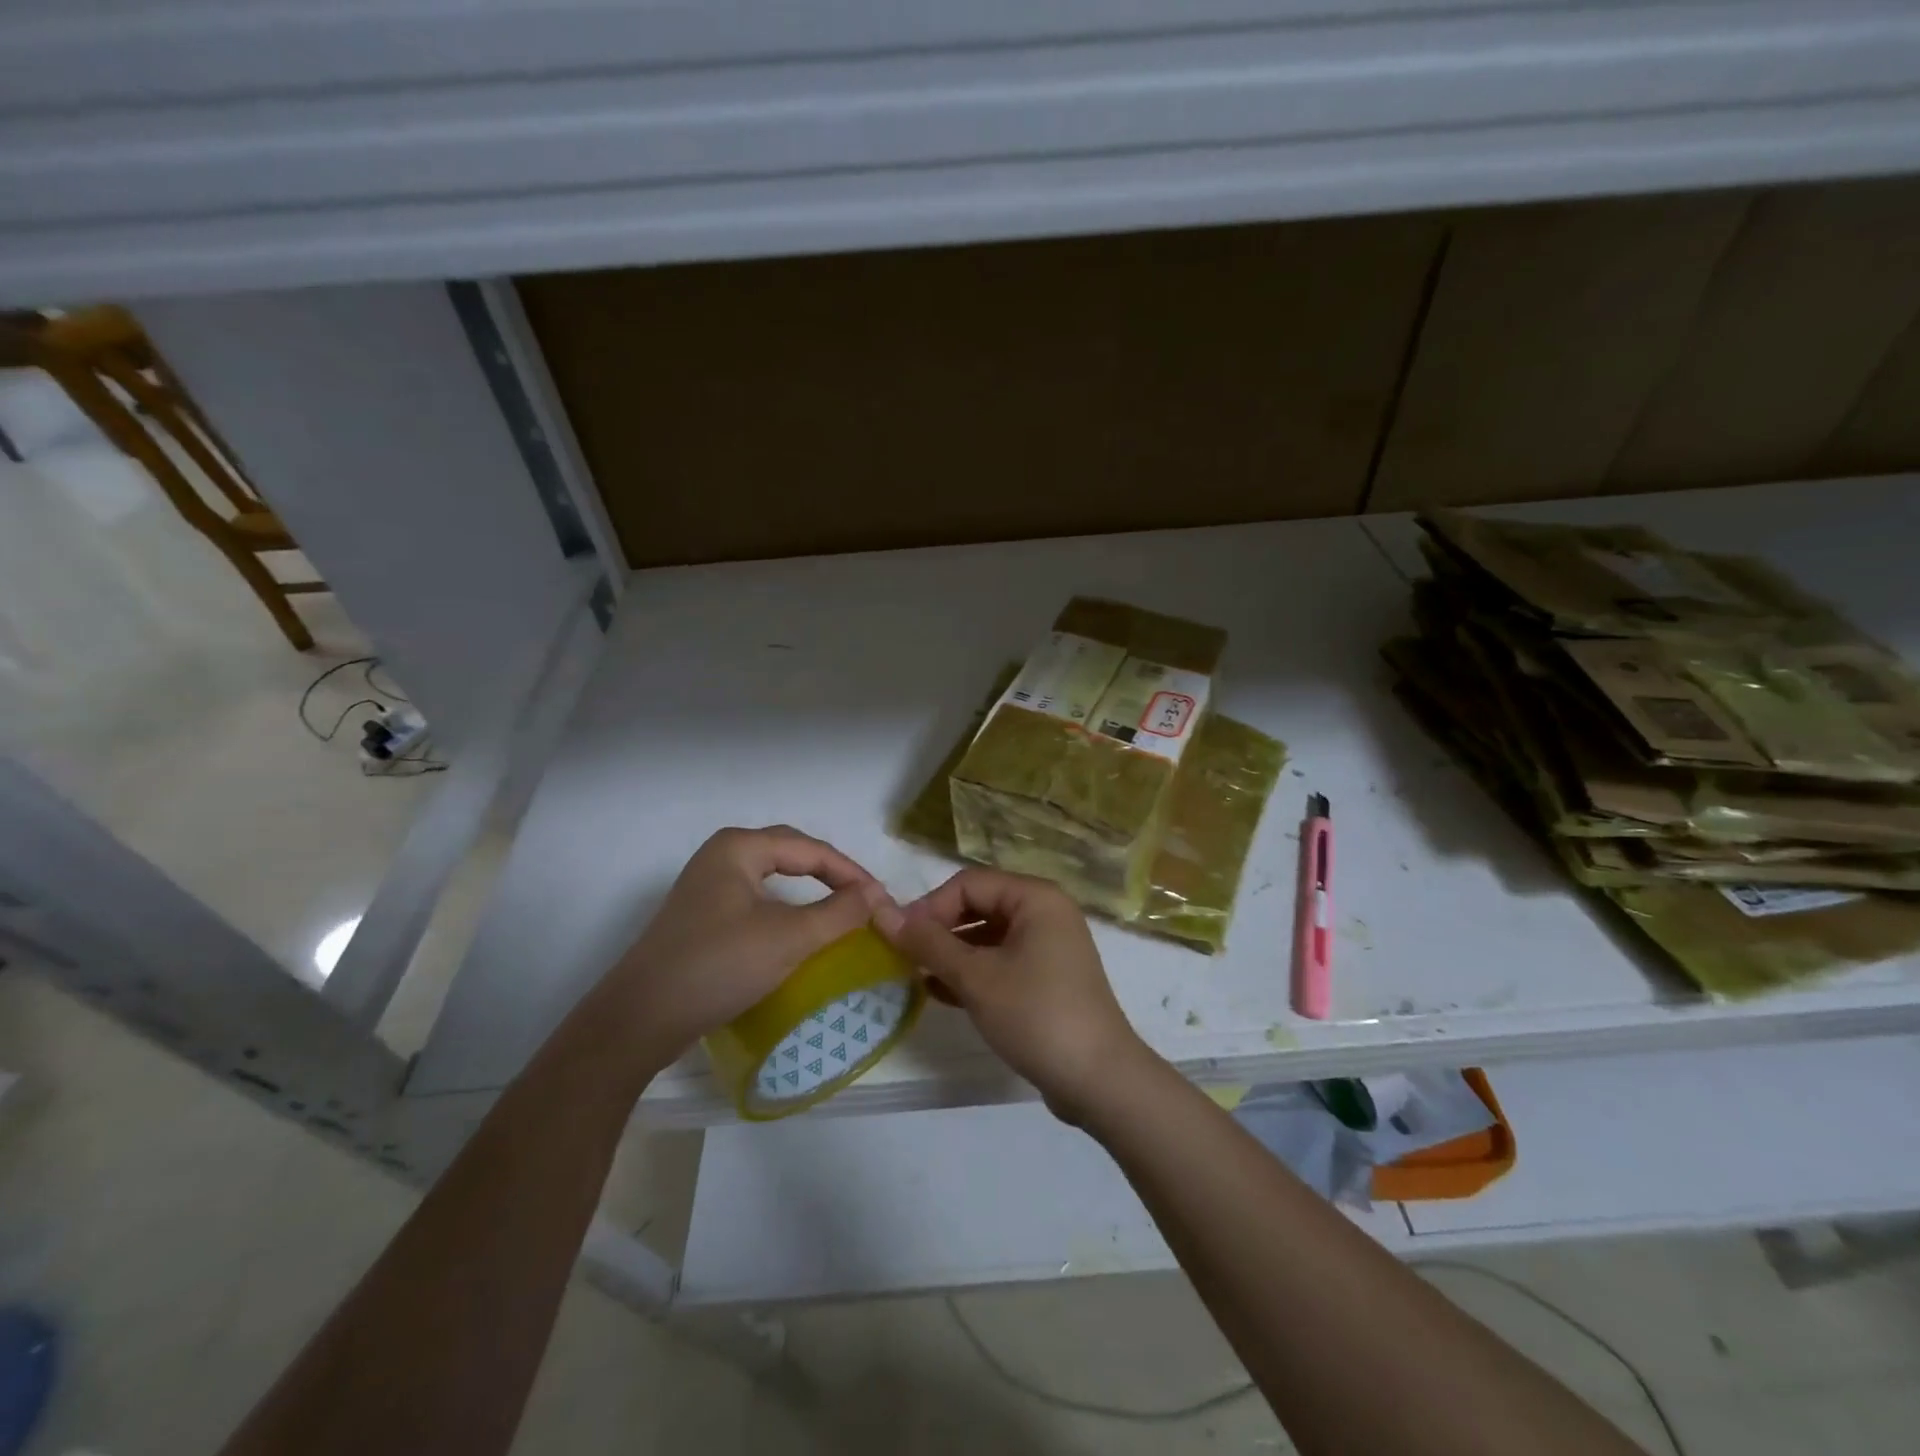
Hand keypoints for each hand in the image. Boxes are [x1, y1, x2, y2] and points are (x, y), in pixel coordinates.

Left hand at [596, 826, 891, 1067]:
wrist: (639, 1020)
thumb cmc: (718, 965)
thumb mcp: (789, 937)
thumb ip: (839, 912)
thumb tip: (877, 895)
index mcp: (739, 847)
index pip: (811, 849)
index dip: (851, 872)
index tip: (882, 900)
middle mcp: (721, 857)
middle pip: (791, 854)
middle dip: (831, 874)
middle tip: (863, 899)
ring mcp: (707, 888)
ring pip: (772, 878)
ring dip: (809, 891)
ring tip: (840, 911)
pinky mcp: (701, 919)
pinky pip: (756, 901)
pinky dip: (786, 910)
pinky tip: (797, 931)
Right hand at [875, 867, 1152, 1122]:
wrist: (1099, 1080)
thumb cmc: (1036, 1015)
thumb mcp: (976, 977)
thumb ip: (929, 943)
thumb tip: (884, 914)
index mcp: (1035, 898)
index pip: (969, 883)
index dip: (930, 907)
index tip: (899, 939)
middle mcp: (1045, 913)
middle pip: (979, 906)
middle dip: (940, 930)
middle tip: (904, 958)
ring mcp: (1049, 947)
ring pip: (987, 937)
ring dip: (951, 953)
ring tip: (915, 976)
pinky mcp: (1047, 979)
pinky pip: (1001, 962)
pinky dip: (971, 973)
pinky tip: (938, 992)